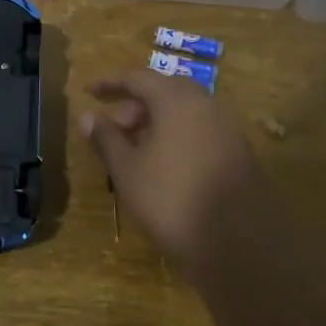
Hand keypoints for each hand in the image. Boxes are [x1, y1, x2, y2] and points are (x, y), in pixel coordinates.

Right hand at [80, 70, 269, 272]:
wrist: (238, 246)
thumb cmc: (170, 200)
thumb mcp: (126, 170)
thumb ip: (105, 138)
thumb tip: (86, 115)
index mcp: (178, 101)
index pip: (139, 78)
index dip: (110, 84)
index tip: (88, 92)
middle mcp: (207, 105)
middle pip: (165, 92)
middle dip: (135, 105)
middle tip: (113, 127)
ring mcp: (228, 129)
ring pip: (185, 112)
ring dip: (156, 122)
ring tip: (134, 149)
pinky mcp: (240, 154)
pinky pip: (201, 131)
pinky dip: (177, 136)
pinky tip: (163, 165)